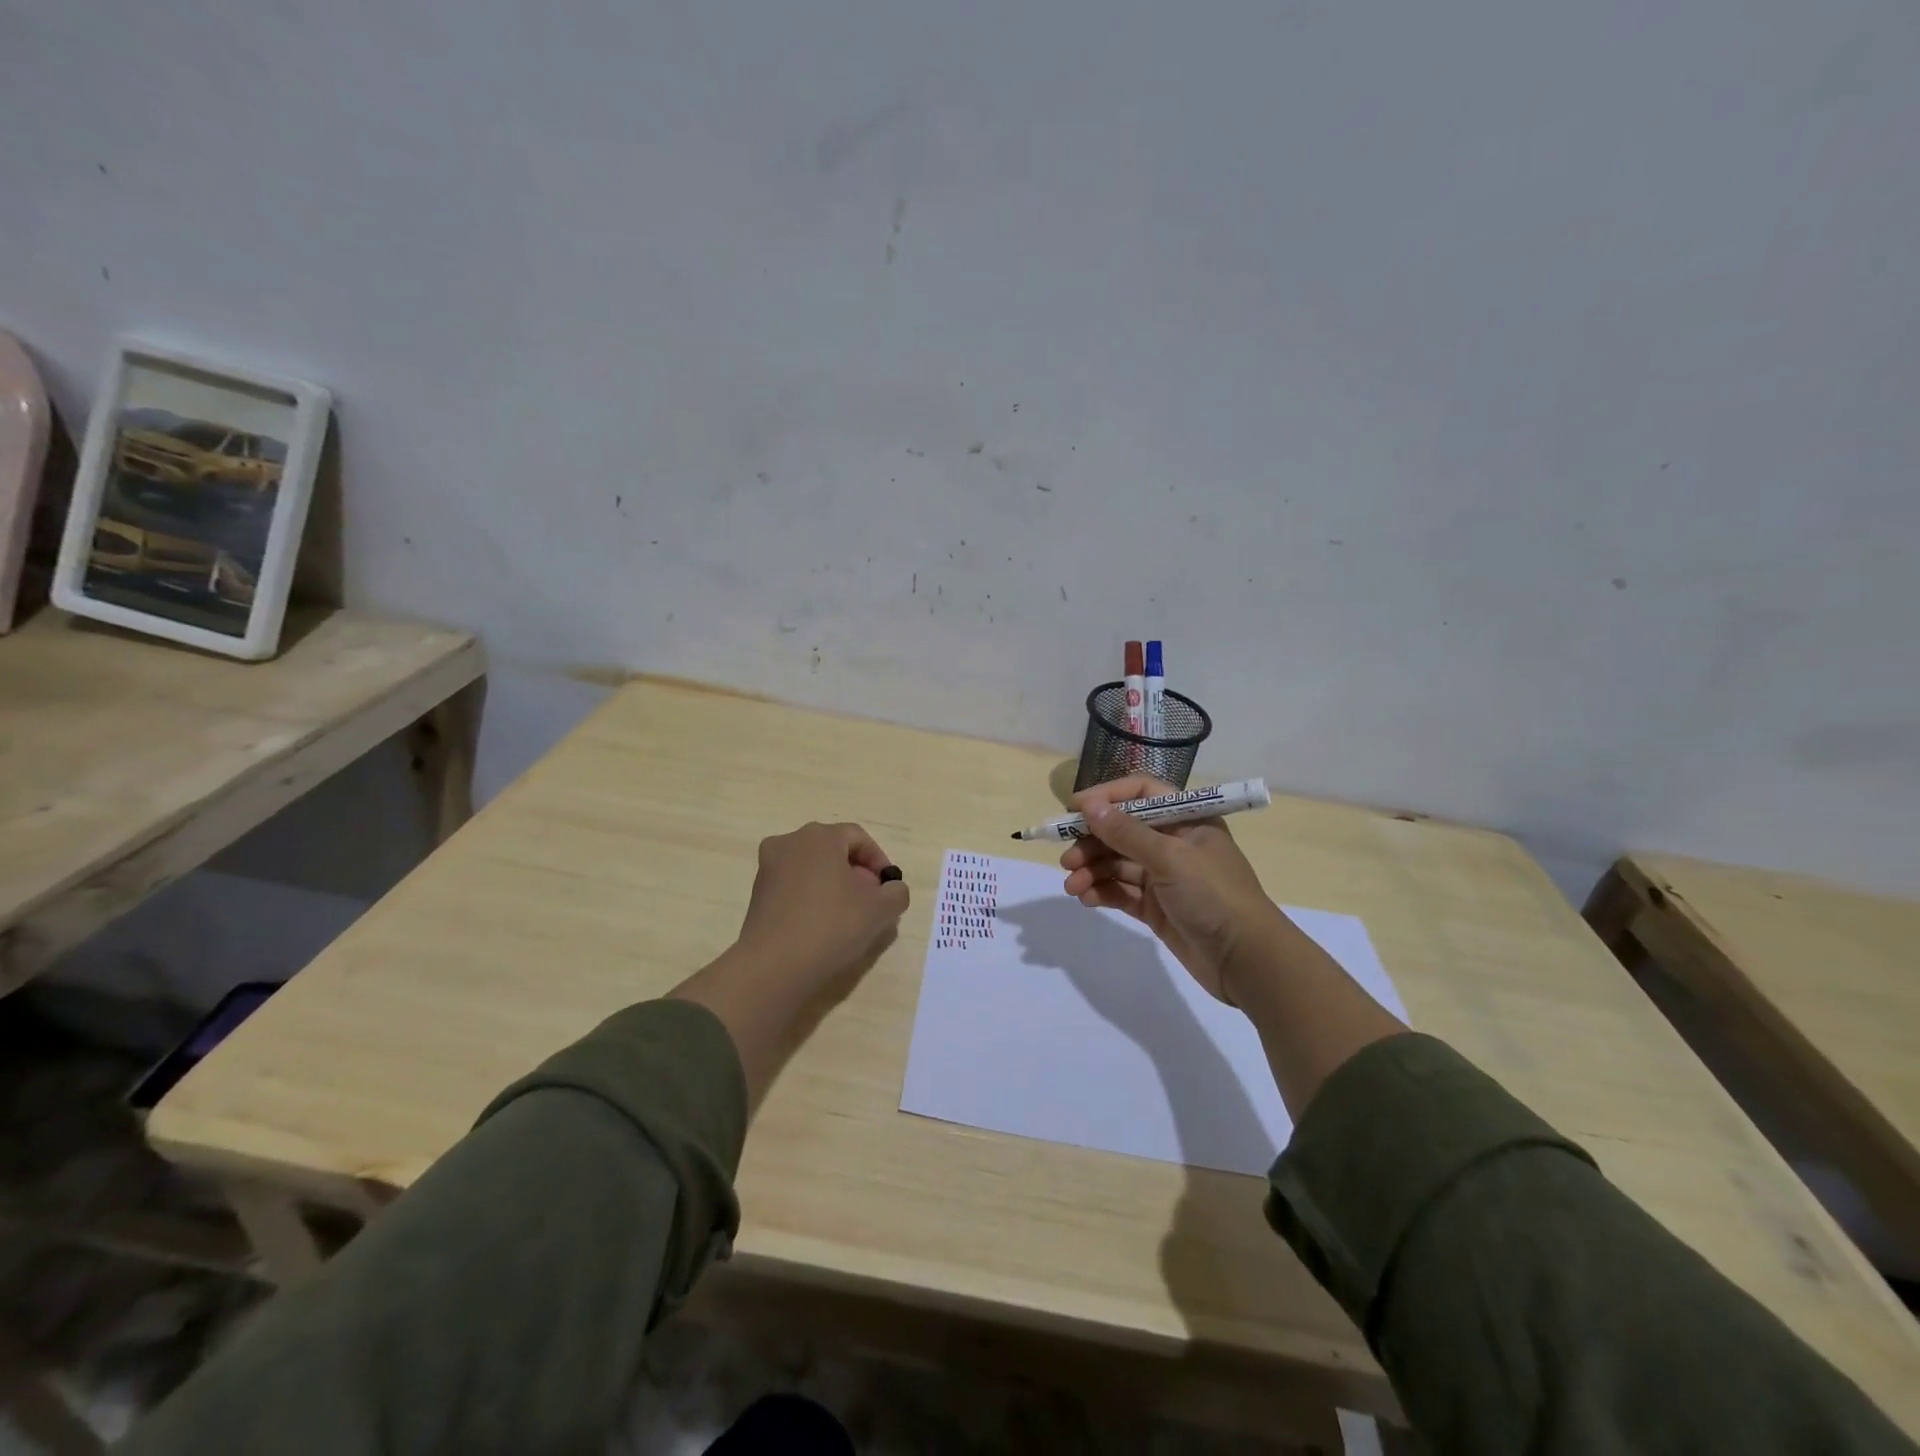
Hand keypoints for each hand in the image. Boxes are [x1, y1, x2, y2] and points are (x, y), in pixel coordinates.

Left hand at [732, 821, 909, 997]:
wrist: (773, 966)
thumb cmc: (831, 926)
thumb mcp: (879, 910)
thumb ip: (896, 893)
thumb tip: (892, 889)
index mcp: (820, 836)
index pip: (858, 838)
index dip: (878, 861)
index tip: (888, 888)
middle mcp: (790, 842)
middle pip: (833, 850)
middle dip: (856, 872)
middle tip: (871, 901)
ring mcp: (768, 867)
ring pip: (812, 868)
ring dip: (834, 885)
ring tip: (848, 916)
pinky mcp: (757, 893)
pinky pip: (794, 885)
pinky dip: (812, 897)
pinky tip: (822, 925)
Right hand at [1060, 775, 1281, 1003]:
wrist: (1246, 960)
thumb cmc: (1214, 895)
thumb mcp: (1170, 858)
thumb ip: (1126, 833)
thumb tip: (1089, 806)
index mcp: (1187, 820)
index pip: (1141, 794)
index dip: (1107, 797)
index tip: (1074, 808)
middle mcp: (1174, 843)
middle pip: (1123, 831)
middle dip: (1092, 842)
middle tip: (1066, 859)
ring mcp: (1165, 877)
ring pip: (1118, 863)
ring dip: (1092, 870)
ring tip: (1071, 886)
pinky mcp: (1156, 907)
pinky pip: (1122, 891)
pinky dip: (1103, 892)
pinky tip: (1086, 899)